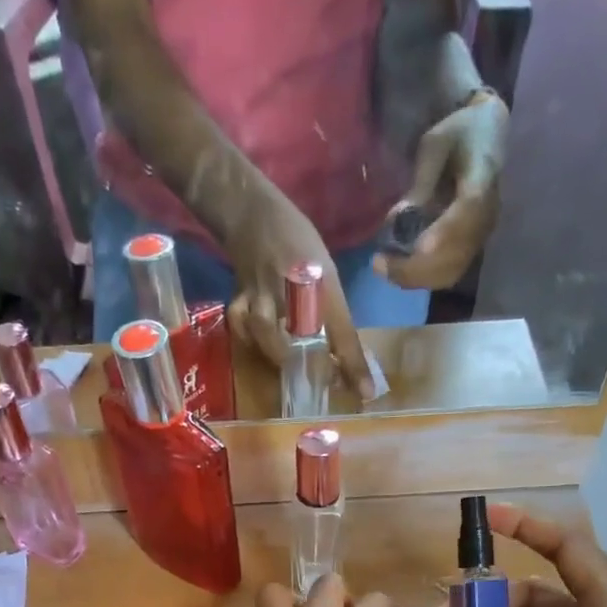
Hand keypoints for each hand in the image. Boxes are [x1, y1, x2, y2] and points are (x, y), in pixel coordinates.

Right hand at [223, 186, 373, 397]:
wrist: (255, 215)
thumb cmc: (298, 244)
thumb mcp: (326, 273)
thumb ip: (335, 315)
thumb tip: (346, 361)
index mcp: (323, 284)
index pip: (343, 332)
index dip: (355, 365)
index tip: (367, 392)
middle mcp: (293, 290)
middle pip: (302, 336)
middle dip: (312, 364)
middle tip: (324, 380)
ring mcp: (263, 293)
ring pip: (264, 330)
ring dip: (276, 353)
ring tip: (288, 366)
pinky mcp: (240, 297)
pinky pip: (240, 324)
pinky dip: (246, 339)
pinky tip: (256, 345)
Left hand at [373, 91, 508, 289]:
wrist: (487, 139)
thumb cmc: (459, 134)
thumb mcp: (436, 144)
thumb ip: (421, 181)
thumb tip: (399, 220)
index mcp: (484, 176)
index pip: (469, 210)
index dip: (446, 232)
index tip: (419, 248)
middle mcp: (487, 214)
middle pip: (455, 253)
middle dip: (414, 266)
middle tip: (378, 264)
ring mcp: (480, 237)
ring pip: (449, 271)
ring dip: (414, 277)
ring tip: (383, 269)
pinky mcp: (470, 250)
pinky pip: (446, 274)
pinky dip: (420, 278)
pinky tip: (397, 271)